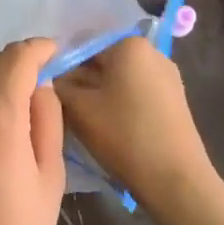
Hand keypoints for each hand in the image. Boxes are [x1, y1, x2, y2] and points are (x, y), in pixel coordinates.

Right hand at [54, 37, 220, 212]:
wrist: (175, 179)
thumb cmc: (123, 135)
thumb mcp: (78, 108)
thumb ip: (58, 85)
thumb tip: (50, 76)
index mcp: (129, 45)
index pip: (83, 45)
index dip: (61, 67)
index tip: (48, 90)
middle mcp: (152, 53)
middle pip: (104, 61)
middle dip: (81, 81)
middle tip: (61, 106)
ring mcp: (168, 77)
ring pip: (120, 79)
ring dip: (99, 94)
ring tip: (82, 119)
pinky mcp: (174, 100)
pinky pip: (137, 93)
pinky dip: (119, 104)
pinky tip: (108, 127)